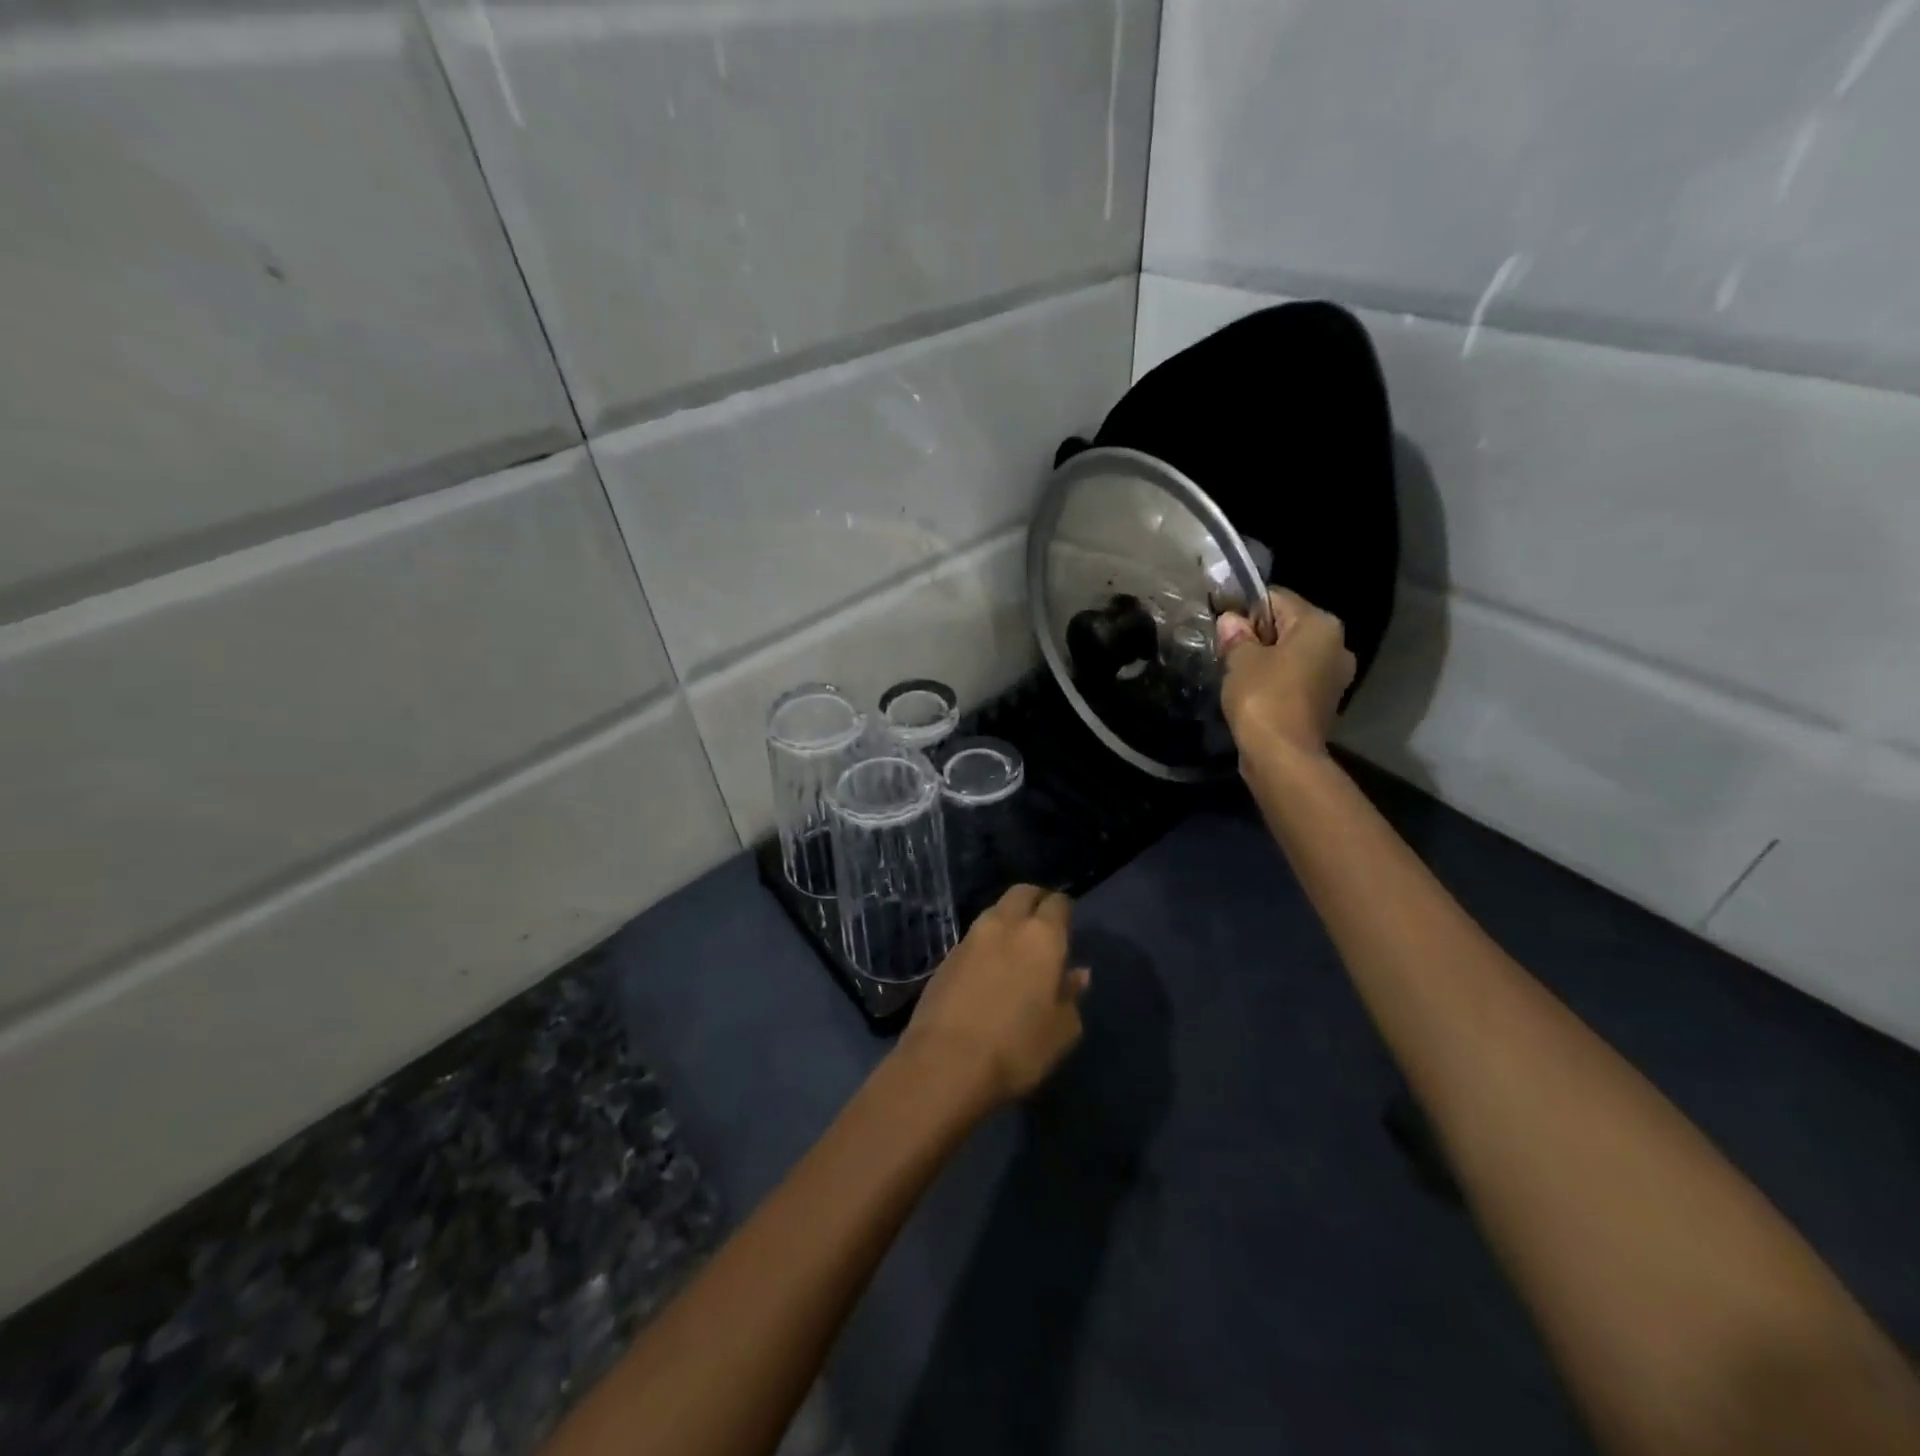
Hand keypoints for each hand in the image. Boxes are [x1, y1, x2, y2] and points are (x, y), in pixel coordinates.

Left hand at [897, 885, 1087, 1106]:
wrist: (945, 1062)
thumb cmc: (1017, 1047)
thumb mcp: (1061, 1031)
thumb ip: (1071, 996)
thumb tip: (1077, 974)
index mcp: (1041, 936)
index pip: (1057, 903)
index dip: (1064, 909)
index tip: (1068, 922)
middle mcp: (1005, 925)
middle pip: (1022, 893)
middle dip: (1034, 900)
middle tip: (1043, 923)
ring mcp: (971, 938)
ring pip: (994, 911)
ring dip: (1007, 920)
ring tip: (1015, 946)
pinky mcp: (946, 957)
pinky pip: (974, 938)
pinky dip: (986, 943)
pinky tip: (988, 968)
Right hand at [1216, 587, 1356, 760]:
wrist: (1283, 756)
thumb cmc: (1264, 697)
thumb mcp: (1240, 659)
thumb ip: (1236, 635)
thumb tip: (1231, 621)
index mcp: (1321, 625)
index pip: (1276, 598)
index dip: (1245, 607)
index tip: (1221, 623)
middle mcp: (1337, 645)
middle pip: (1288, 627)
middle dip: (1257, 635)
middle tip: (1226, 650)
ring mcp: (1335, 677)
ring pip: (1292, 654)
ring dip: (1265, 659)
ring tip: (1236, 673)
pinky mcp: (1324, 702)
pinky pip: (1295, 679)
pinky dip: (1275, 681)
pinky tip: (1252, 692)